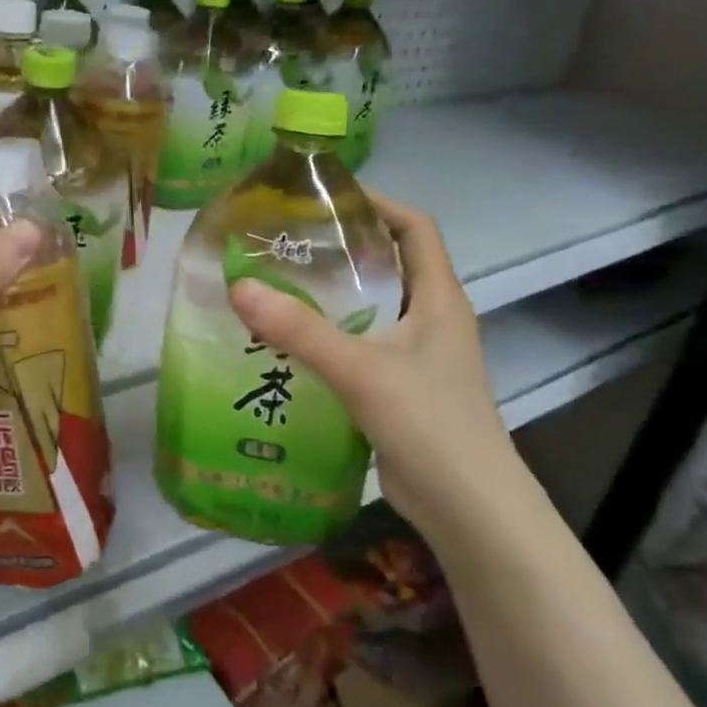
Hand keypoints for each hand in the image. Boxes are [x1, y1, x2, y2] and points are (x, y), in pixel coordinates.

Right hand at [227, 196, 519, 528]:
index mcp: (438, 298)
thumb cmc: (429, 423)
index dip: (378, 203)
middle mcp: (432, 319)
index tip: (327, 198)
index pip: (416, 228)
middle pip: (388, 265)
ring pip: (372, 309)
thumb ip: (300, 330)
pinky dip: (329, 338)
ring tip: (277, 288)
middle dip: (341, 250)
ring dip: (331, 297)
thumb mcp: (361, 369)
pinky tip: (288, 346)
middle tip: (285, 244)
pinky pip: (361, 347)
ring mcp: (418, 356)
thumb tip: (239, 287)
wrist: (468, 508)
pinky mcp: (401, 388)